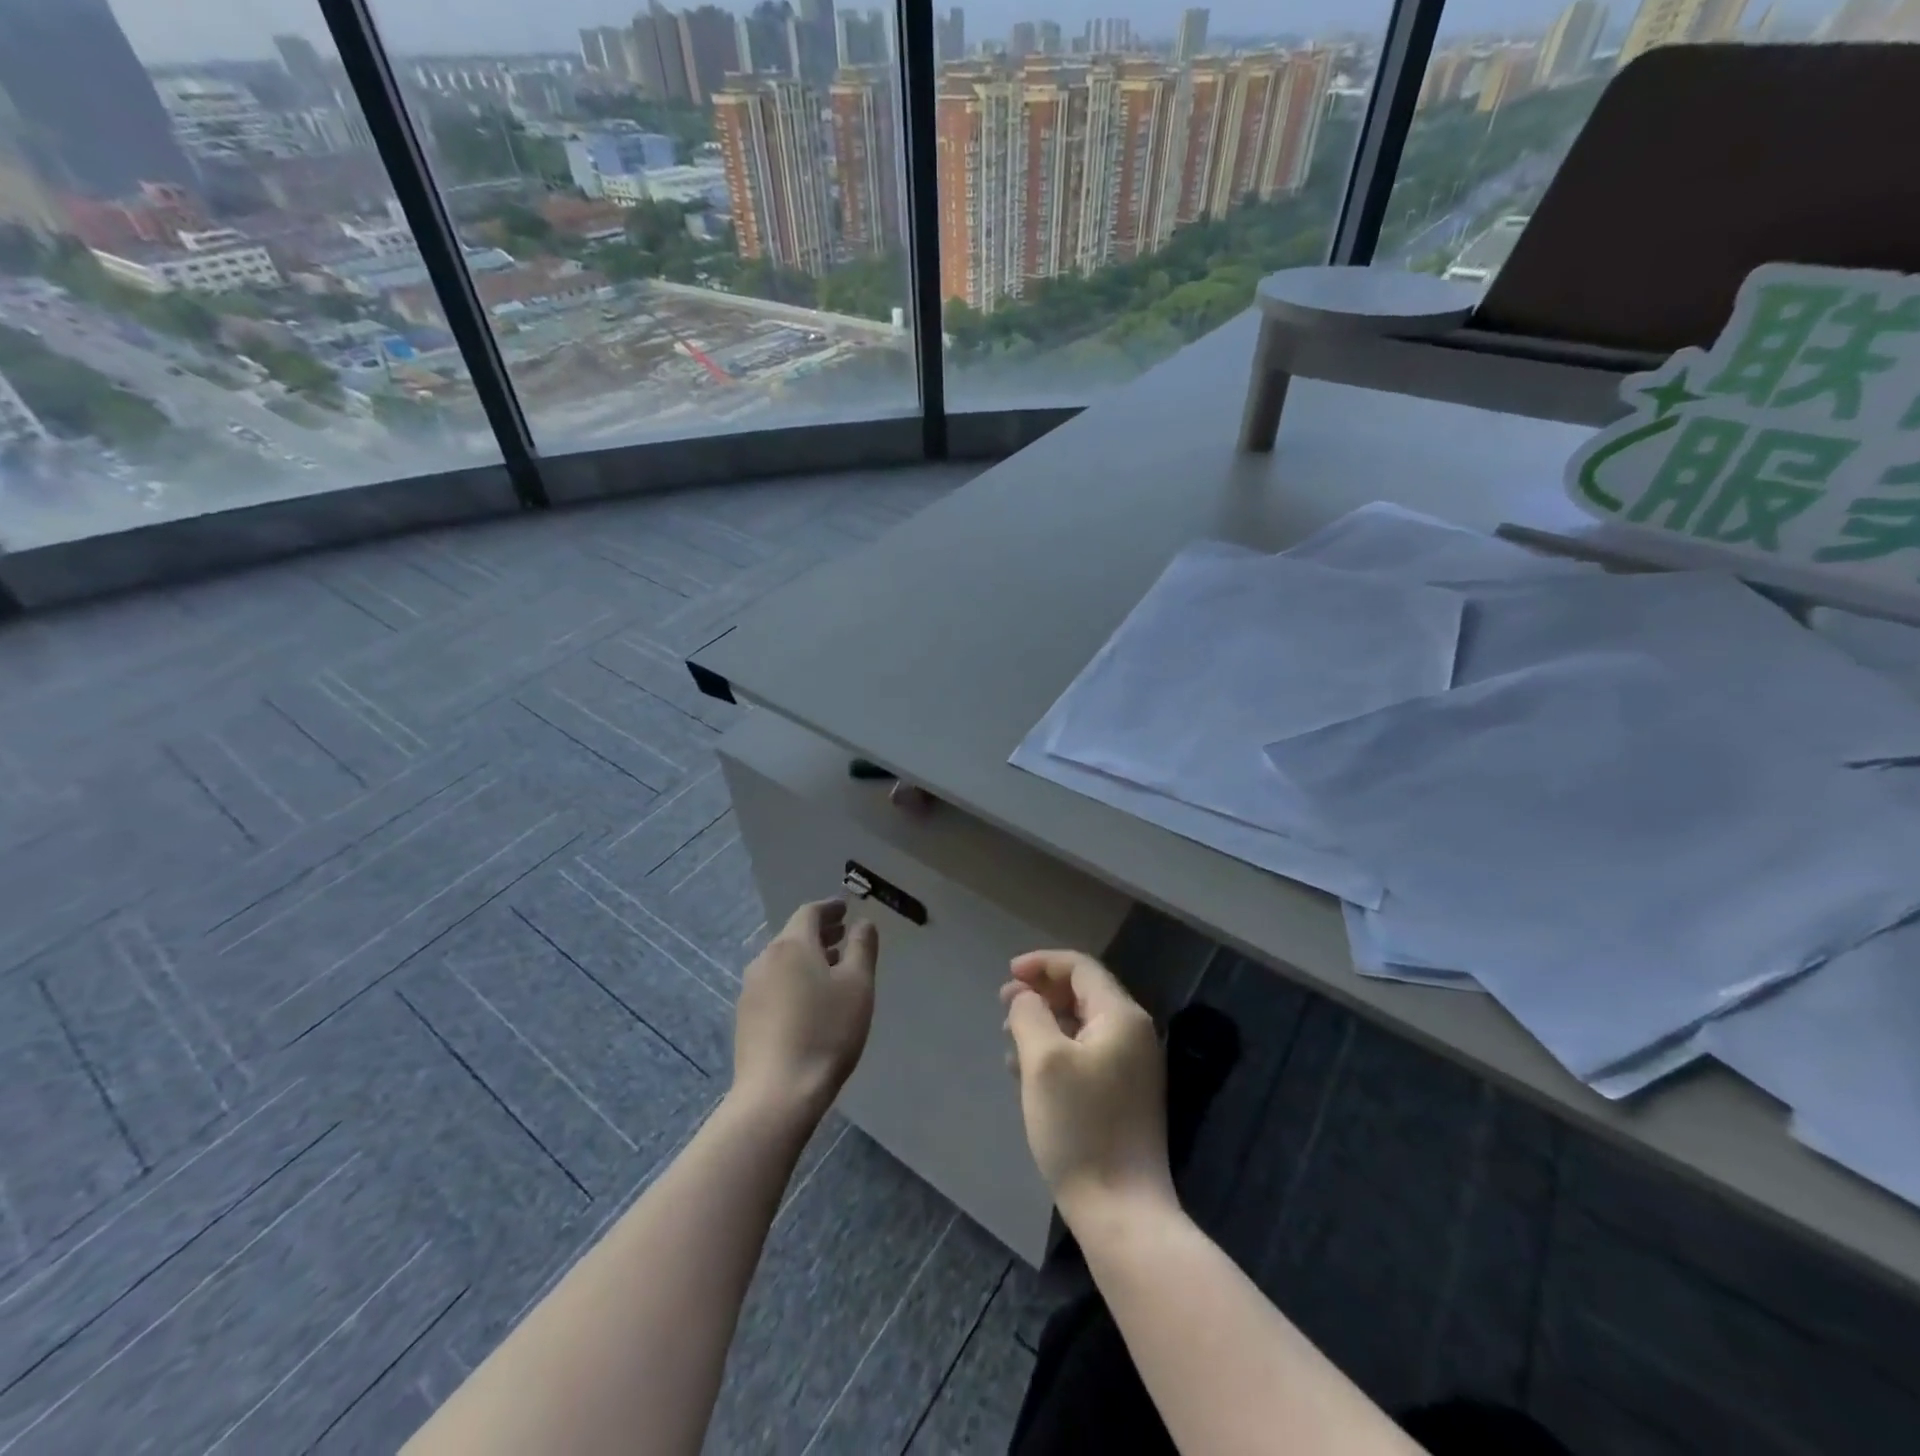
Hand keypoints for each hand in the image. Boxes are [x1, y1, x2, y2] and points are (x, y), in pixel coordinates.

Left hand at [733, 899, 878, 1122]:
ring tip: (832, 967)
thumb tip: (863, 923)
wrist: (777, 1093)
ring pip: (783, 960)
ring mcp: (750, 989)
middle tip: (843, 934)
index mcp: (792, 945)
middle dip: (820, 932)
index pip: (810, 913)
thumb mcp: (858, 986)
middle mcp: (765, 959)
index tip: (846, 909)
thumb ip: (862, 947)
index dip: (830, 908)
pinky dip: (794, 978)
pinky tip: (809, 999)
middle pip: (794, 935)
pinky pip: (774, 983)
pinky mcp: (745, 1017)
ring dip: (807, 956)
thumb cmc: (826, 1032)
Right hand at [1001, 950, 1175, 1225]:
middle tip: (1003, 1004)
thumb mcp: (1043, 1061)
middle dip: (1041, 992)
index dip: (1041, 963)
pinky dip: (1055, 1049)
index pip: (1081, 968)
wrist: (1121, 1210)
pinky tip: (1026, 1070)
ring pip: (1081, 1025)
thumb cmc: (1079, 1126)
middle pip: (1083, 993)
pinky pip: (1085, 1054)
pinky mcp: (1123, 1096)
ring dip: (1044, 1022)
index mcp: (1121, 1017)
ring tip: (1009, 1037)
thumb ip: (1029, 1014)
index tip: (1006, 974)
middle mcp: (1133, 1034)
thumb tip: (1024, 996)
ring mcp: (1132, 1067)